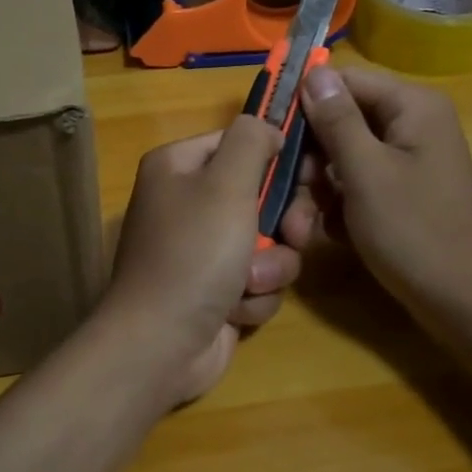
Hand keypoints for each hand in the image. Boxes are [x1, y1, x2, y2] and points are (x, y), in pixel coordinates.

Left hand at [101, 117, 303, 406]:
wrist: (160, 344)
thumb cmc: (194, 254)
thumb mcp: (226, 184)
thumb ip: (252, 141)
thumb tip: (267, 127)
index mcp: (178, 167)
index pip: (240, 142)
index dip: (277, 156)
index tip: (311, 172)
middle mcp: (187, 203)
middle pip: (261, 194)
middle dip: (283, 222)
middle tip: (293, 234)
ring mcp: (201, 250)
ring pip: (268, 243)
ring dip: (270, 266)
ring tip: (249, 283)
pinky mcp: (216, 290)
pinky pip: (257, 280)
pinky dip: (253, 295)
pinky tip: (235, 310)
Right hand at [279, 65, 471, 326]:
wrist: (463, 304)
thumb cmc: (414, 232)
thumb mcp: (366, 173)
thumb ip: (336, 120)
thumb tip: (313, 71)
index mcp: (412, 107)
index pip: (344, 81)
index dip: (304, 103)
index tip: (268, 134)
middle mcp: (410, 125)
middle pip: (340, 122)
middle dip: (308, 161)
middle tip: (282, 193)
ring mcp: (406, 161)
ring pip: (342, 159)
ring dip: (315, 191)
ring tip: (299, 229)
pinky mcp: (399, 192)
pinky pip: (356, 184)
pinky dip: (337, 207)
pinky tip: (326, 235)